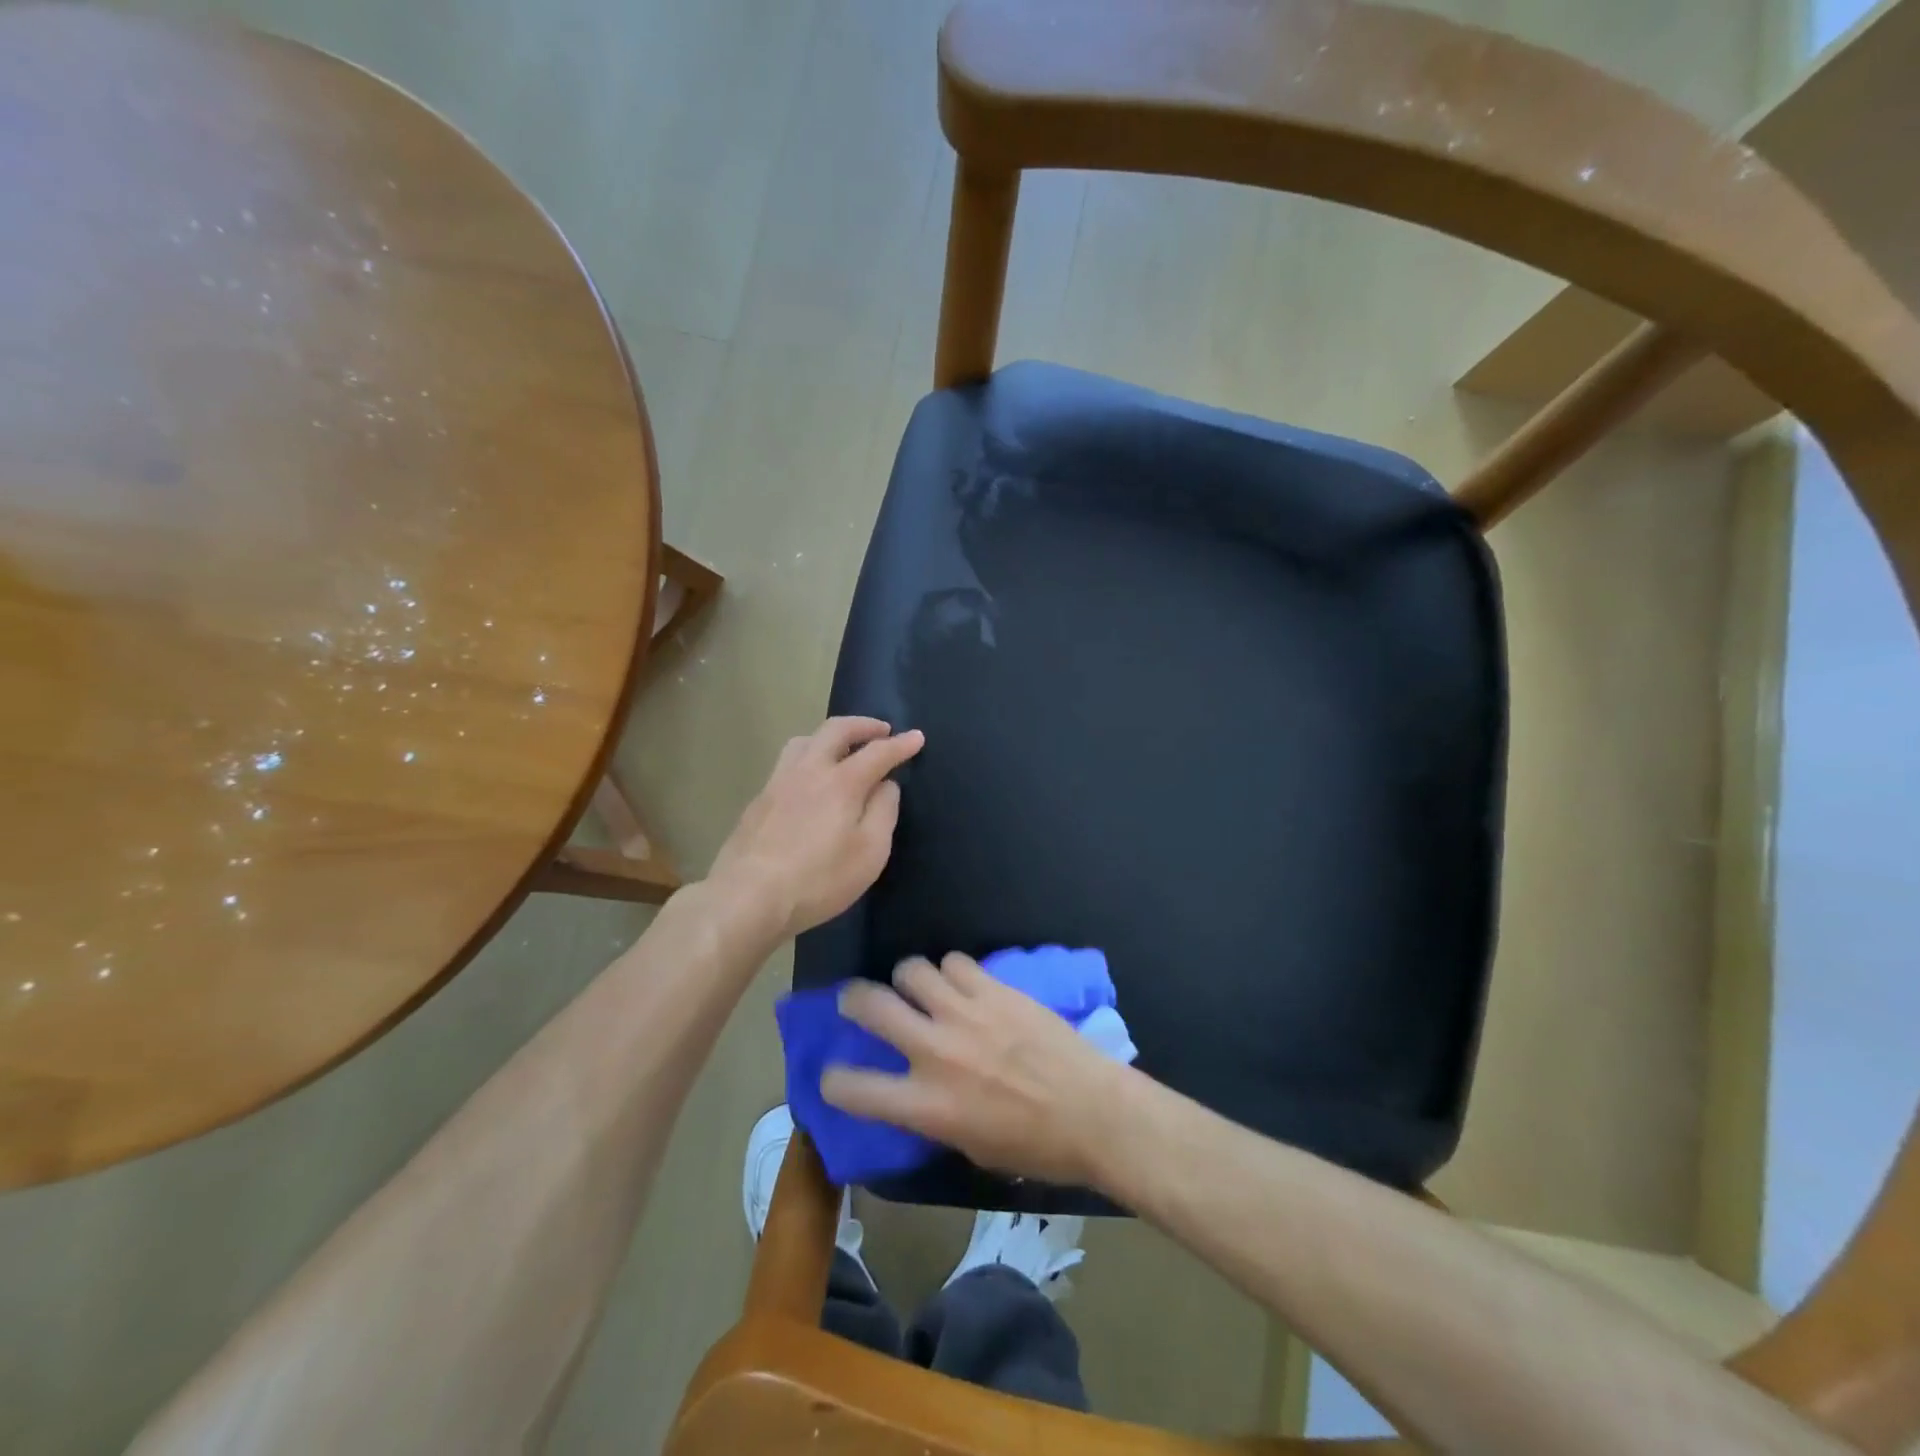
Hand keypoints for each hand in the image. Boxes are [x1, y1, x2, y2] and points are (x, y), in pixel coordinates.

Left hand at [707, 717, 924, 942]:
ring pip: (805, 740)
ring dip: (830, 736)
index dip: (900, 744)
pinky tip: (809, 780)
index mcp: (841, 782)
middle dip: (863, 725)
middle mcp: (809, 770)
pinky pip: (788, 762)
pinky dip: (808, 757)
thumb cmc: (818, 879)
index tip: (917, 737)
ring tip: (842, 748)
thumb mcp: (869, 853)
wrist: (747, 897)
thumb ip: (883, 812)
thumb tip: (886, 785)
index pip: (878, 752)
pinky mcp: (759, 800)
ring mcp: (778, 782)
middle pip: (836, 730)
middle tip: (881, 730)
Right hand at [821, 954, 1125, 1186]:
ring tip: (919, 987)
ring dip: (908, 979)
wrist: (1094, 1111)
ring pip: (911, 970)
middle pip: (871, 1005)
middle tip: (856, 1000)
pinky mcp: (994, 989)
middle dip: (853, 999)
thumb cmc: (1035, 1147)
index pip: (854, 1089)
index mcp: (927, 1105)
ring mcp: (965, 1013)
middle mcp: (935, 1051)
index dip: (832, 1081)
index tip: (833, 1075)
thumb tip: (915, 1093)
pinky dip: (951, 971)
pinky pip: (955, 961)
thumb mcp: (970, 1146)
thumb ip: (933, 1115)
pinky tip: (964, 984)